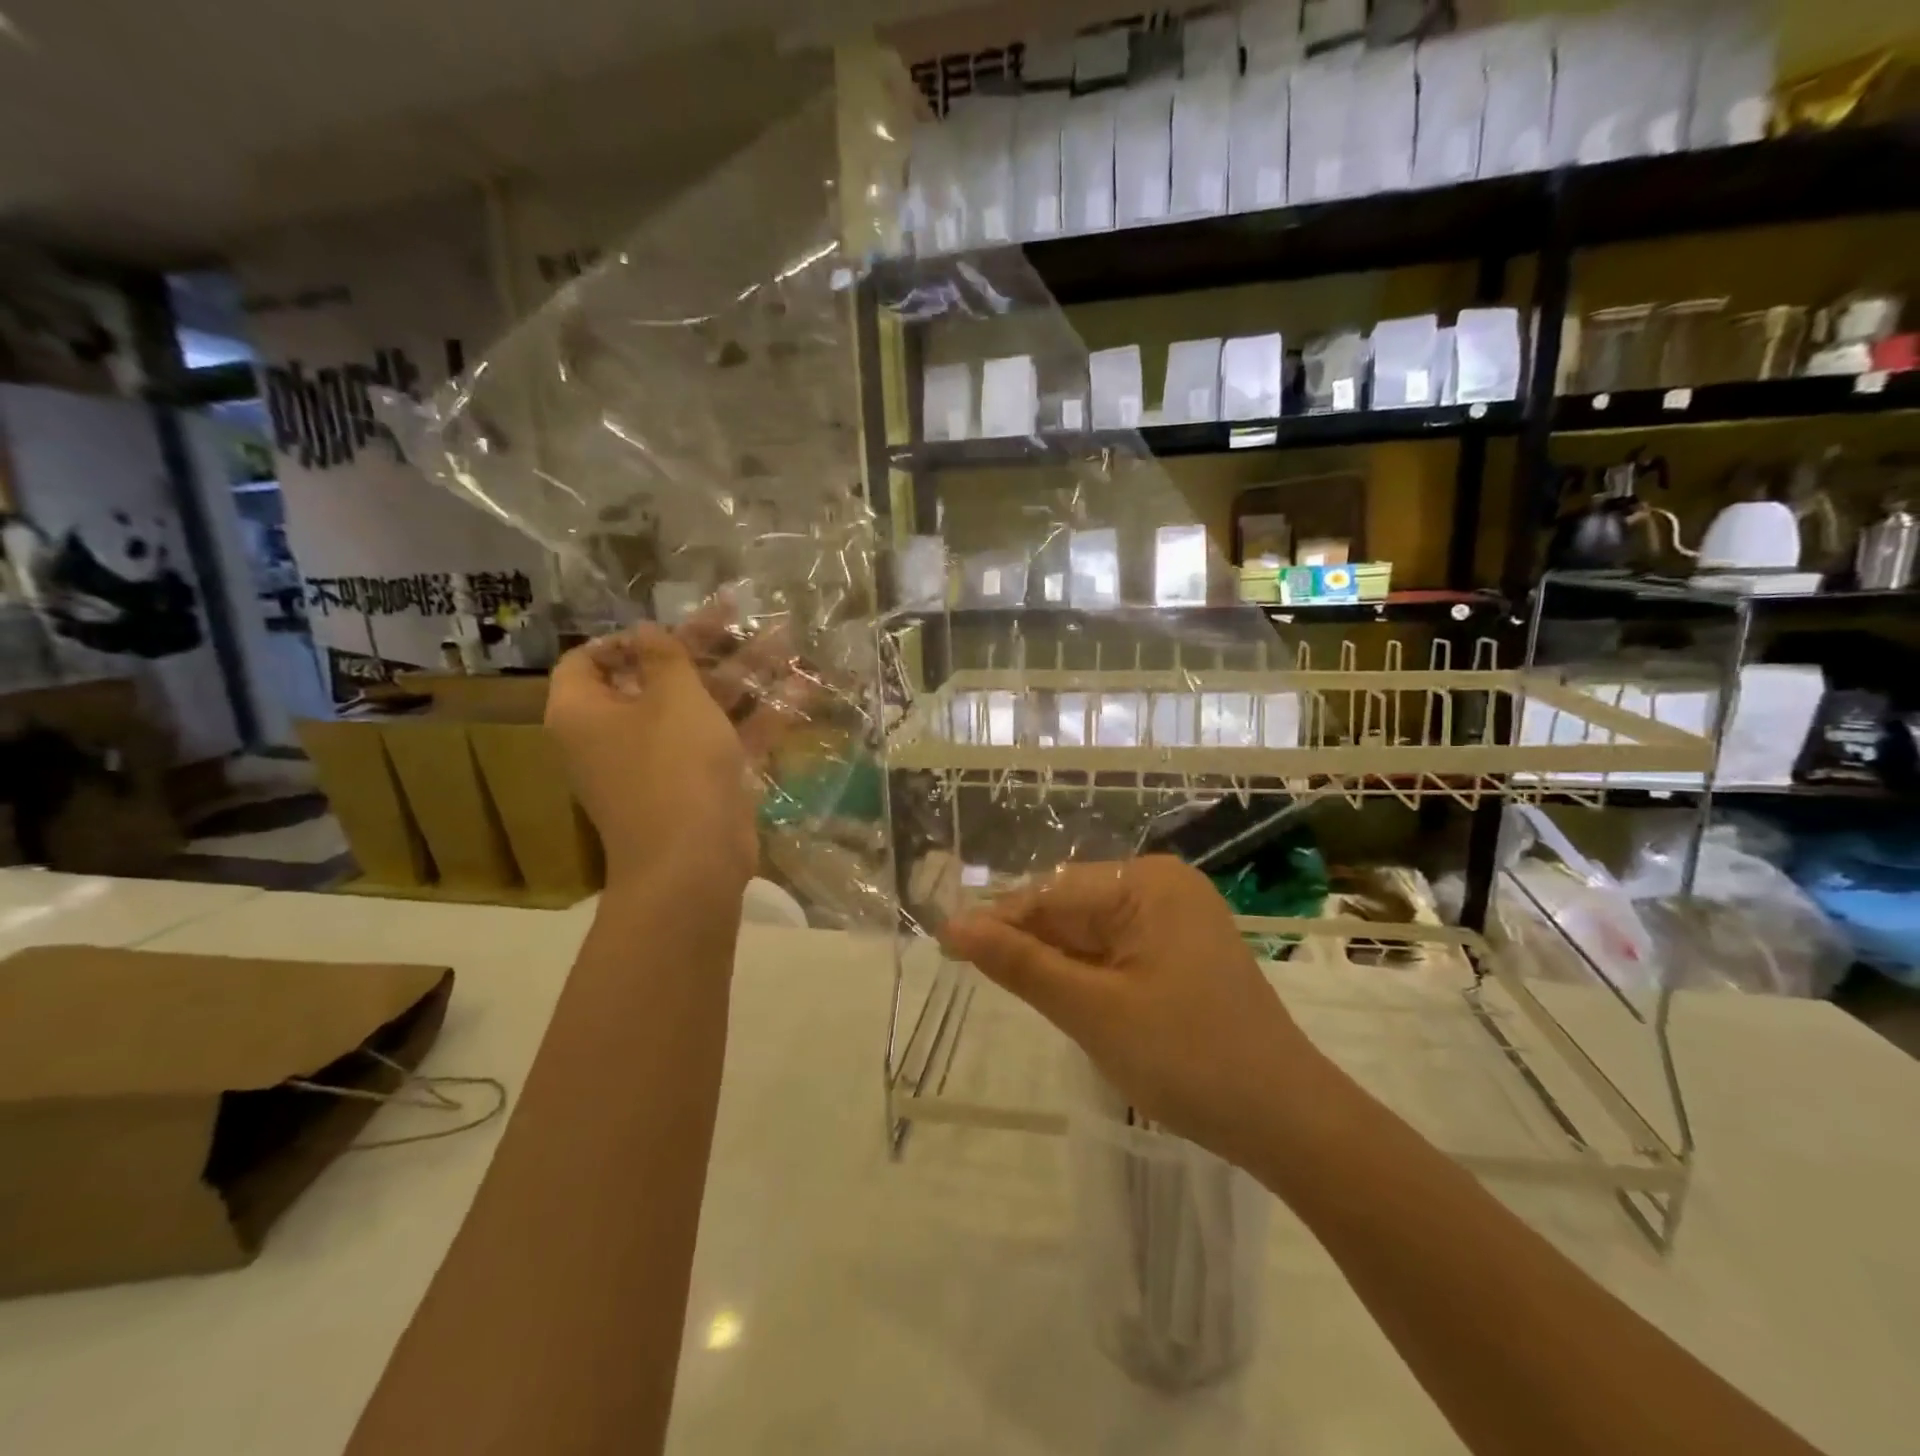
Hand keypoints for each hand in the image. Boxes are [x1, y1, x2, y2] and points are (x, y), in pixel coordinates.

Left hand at [544, 611, 808, 891]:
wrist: (695, 863)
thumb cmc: (672, 768)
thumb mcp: (671, 698)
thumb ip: (664, 657)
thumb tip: (647, 629)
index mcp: (587, 712)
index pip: (588, 661)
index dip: (625, 638)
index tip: (666, 626)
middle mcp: (619, 735)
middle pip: (657, 678)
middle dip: (702, 646)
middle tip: (738, 614)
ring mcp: (664, 762)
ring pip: (702, 707)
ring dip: (741, 675)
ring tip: (785, 640)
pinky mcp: (702, 783)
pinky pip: (727, 739)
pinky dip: (759, 716)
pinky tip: (801, 688)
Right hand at [939, 856, 1325, 1163]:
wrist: (1288, 1122)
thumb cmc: (1188, 1058)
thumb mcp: (1093, 1010)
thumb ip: (1021, 964)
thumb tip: (953, 927)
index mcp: (1148, 883)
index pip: (1052, 893)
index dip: (999, 921)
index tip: (946, 945)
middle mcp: (1163, 888)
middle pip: (1072, 909)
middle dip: (1028, 943)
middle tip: (969, 972)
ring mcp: (1176, 920)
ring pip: (1091, 933)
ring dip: (1055, 962)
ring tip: (1012, 990)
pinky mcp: (1182, 953)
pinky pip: (1117, 951)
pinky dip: (1086, 975)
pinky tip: (1063, 998)